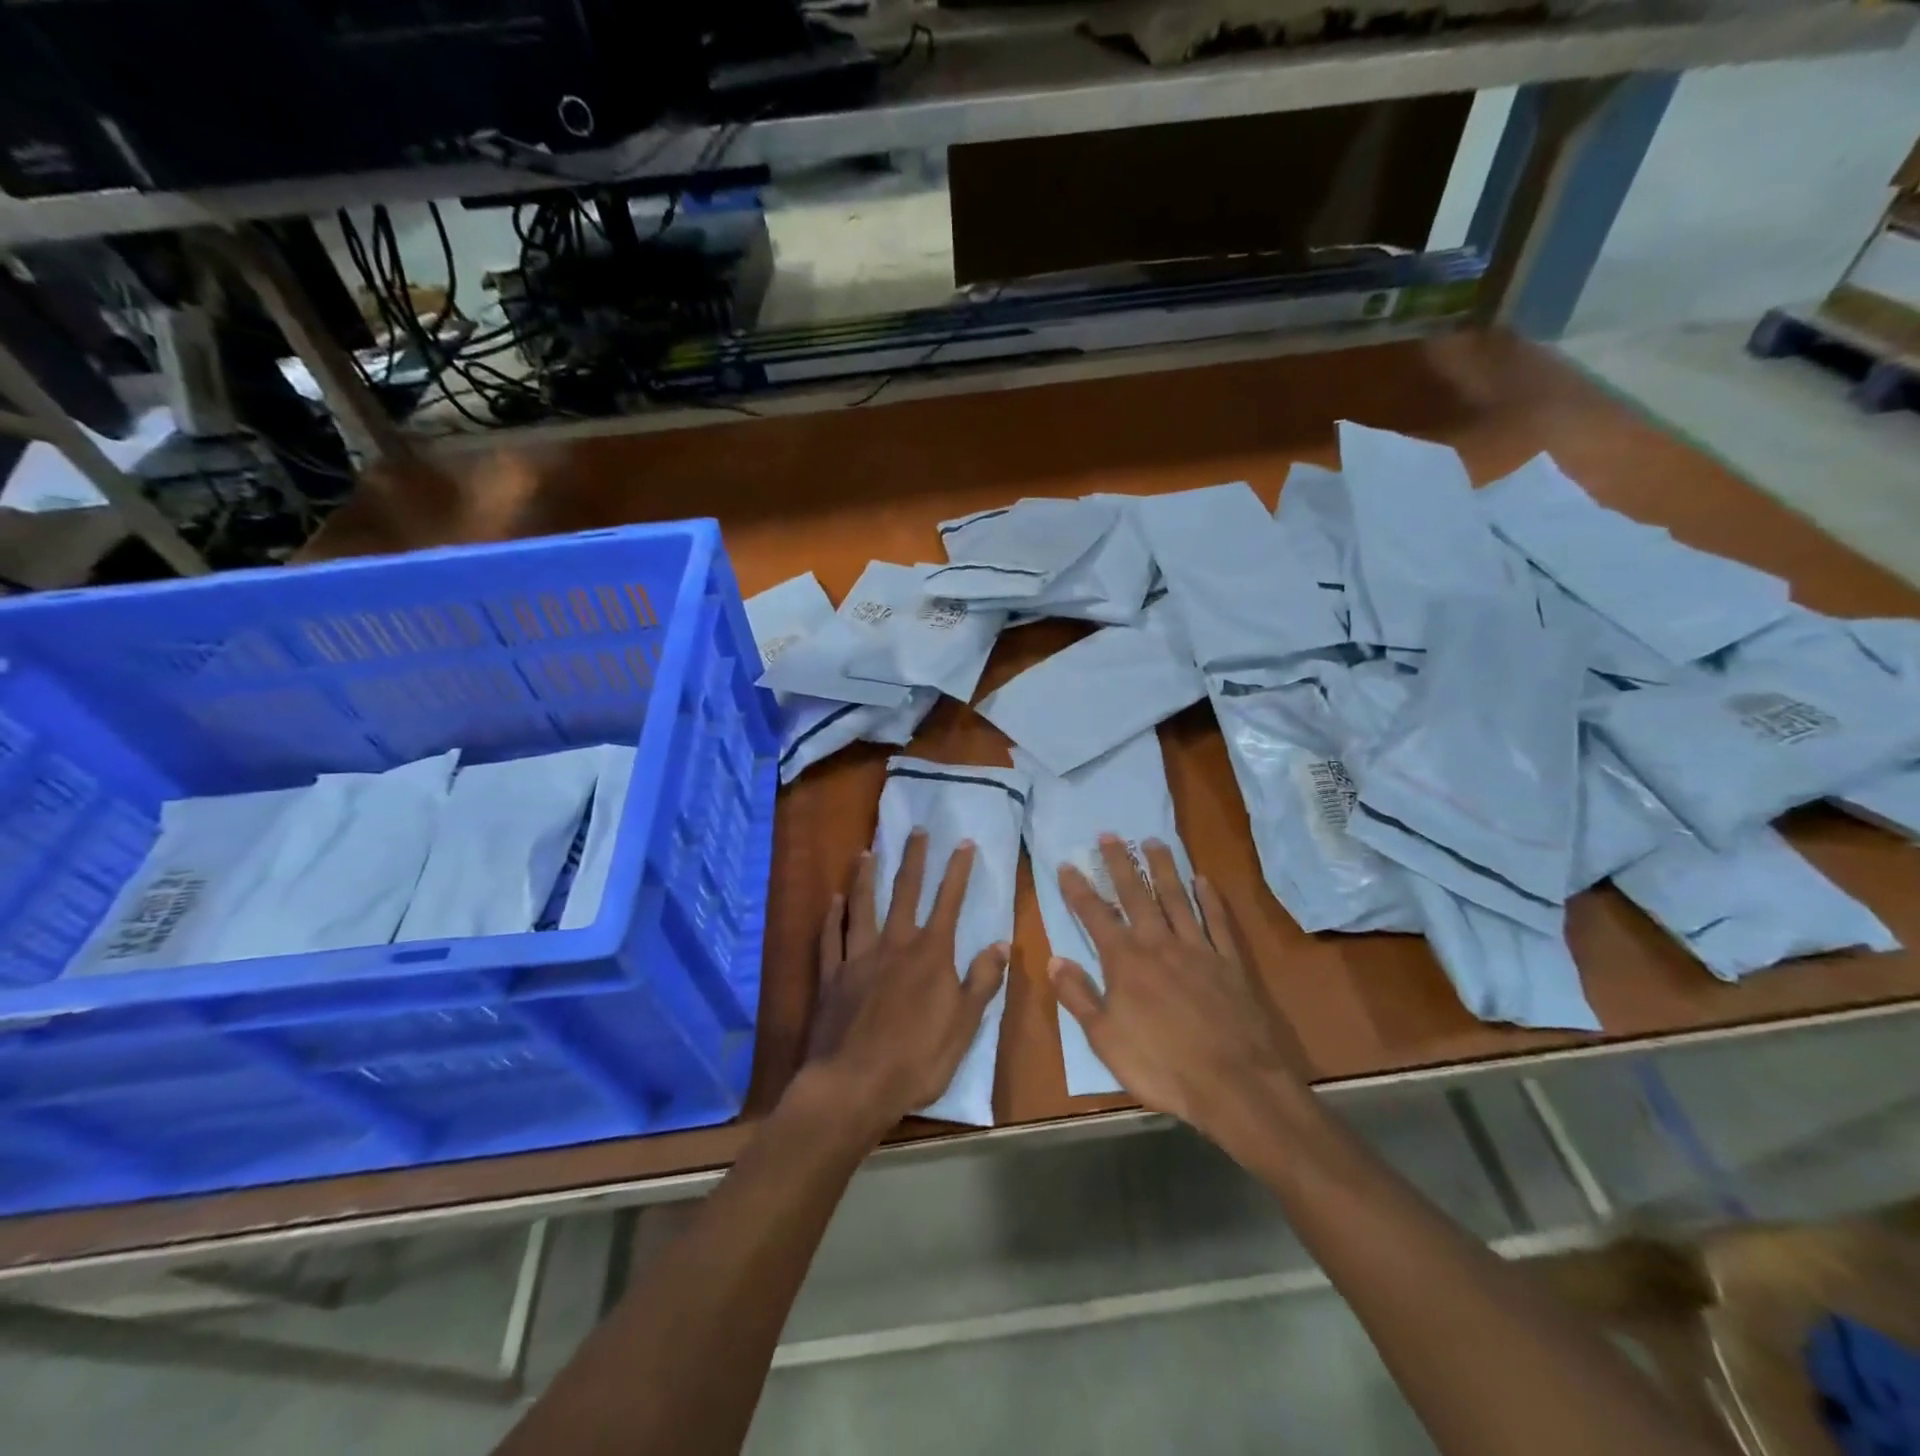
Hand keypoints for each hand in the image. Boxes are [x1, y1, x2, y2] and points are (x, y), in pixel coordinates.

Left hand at [801, 831, 1008, 1135]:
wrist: (854, 1086)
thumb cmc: (917, 1060)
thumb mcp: (964, 1026)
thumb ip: (982, 981)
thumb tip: (1001, 943)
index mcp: (930, 955)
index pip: (948, 902)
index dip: (957, 871)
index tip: (963, 842)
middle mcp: (894, 945)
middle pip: (904, 892)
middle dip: (913, 859)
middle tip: (916, 830)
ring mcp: (858, 957)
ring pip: (861, 906)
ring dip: (865, 877)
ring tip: (866, 853)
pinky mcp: (832, 976)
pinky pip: (831, 937)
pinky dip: (832, 916)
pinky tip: (833, 900)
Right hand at [1051, 836, 1311, 1146]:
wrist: (1234, 1084)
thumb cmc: (1161, 1066)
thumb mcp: (1105, 1039)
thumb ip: (1078, 996)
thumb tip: (1054, 959)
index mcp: (1125, 962)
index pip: (1095, 916)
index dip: (1078, 889)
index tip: (1067, 864)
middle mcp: (1159, 944)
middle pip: (1136, 895)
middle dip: (1120, 863)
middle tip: (1111, 834)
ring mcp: (1198, 949)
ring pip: (1177, 898)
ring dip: (1163, 868)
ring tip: (1153, 841)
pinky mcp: (1229, 963)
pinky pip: (1217, 921)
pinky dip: (1210, 899)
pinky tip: (1203, 880)